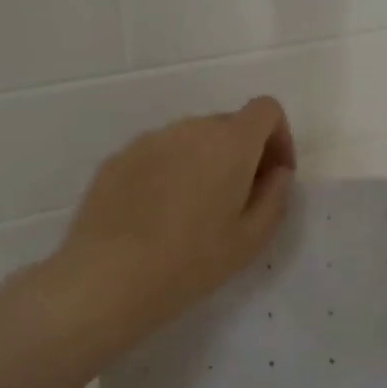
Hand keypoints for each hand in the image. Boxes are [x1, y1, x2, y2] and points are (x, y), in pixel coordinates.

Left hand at [55, 97, 296, 340]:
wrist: (108, 277)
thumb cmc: (191, 262)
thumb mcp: (251, 240)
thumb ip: (275, 196)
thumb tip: (276, 171)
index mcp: (230, 143)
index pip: (265, 110)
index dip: (278, 137)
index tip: (273, 175)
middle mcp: (190, 128)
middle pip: (227, 125)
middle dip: (242, 154)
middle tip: (236, 201)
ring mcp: (149, 140)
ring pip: (190, 139)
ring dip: (203, 162)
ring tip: (193, 212)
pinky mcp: (118, 158)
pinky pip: (157, 154)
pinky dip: (168, 172)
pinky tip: (156, 216)